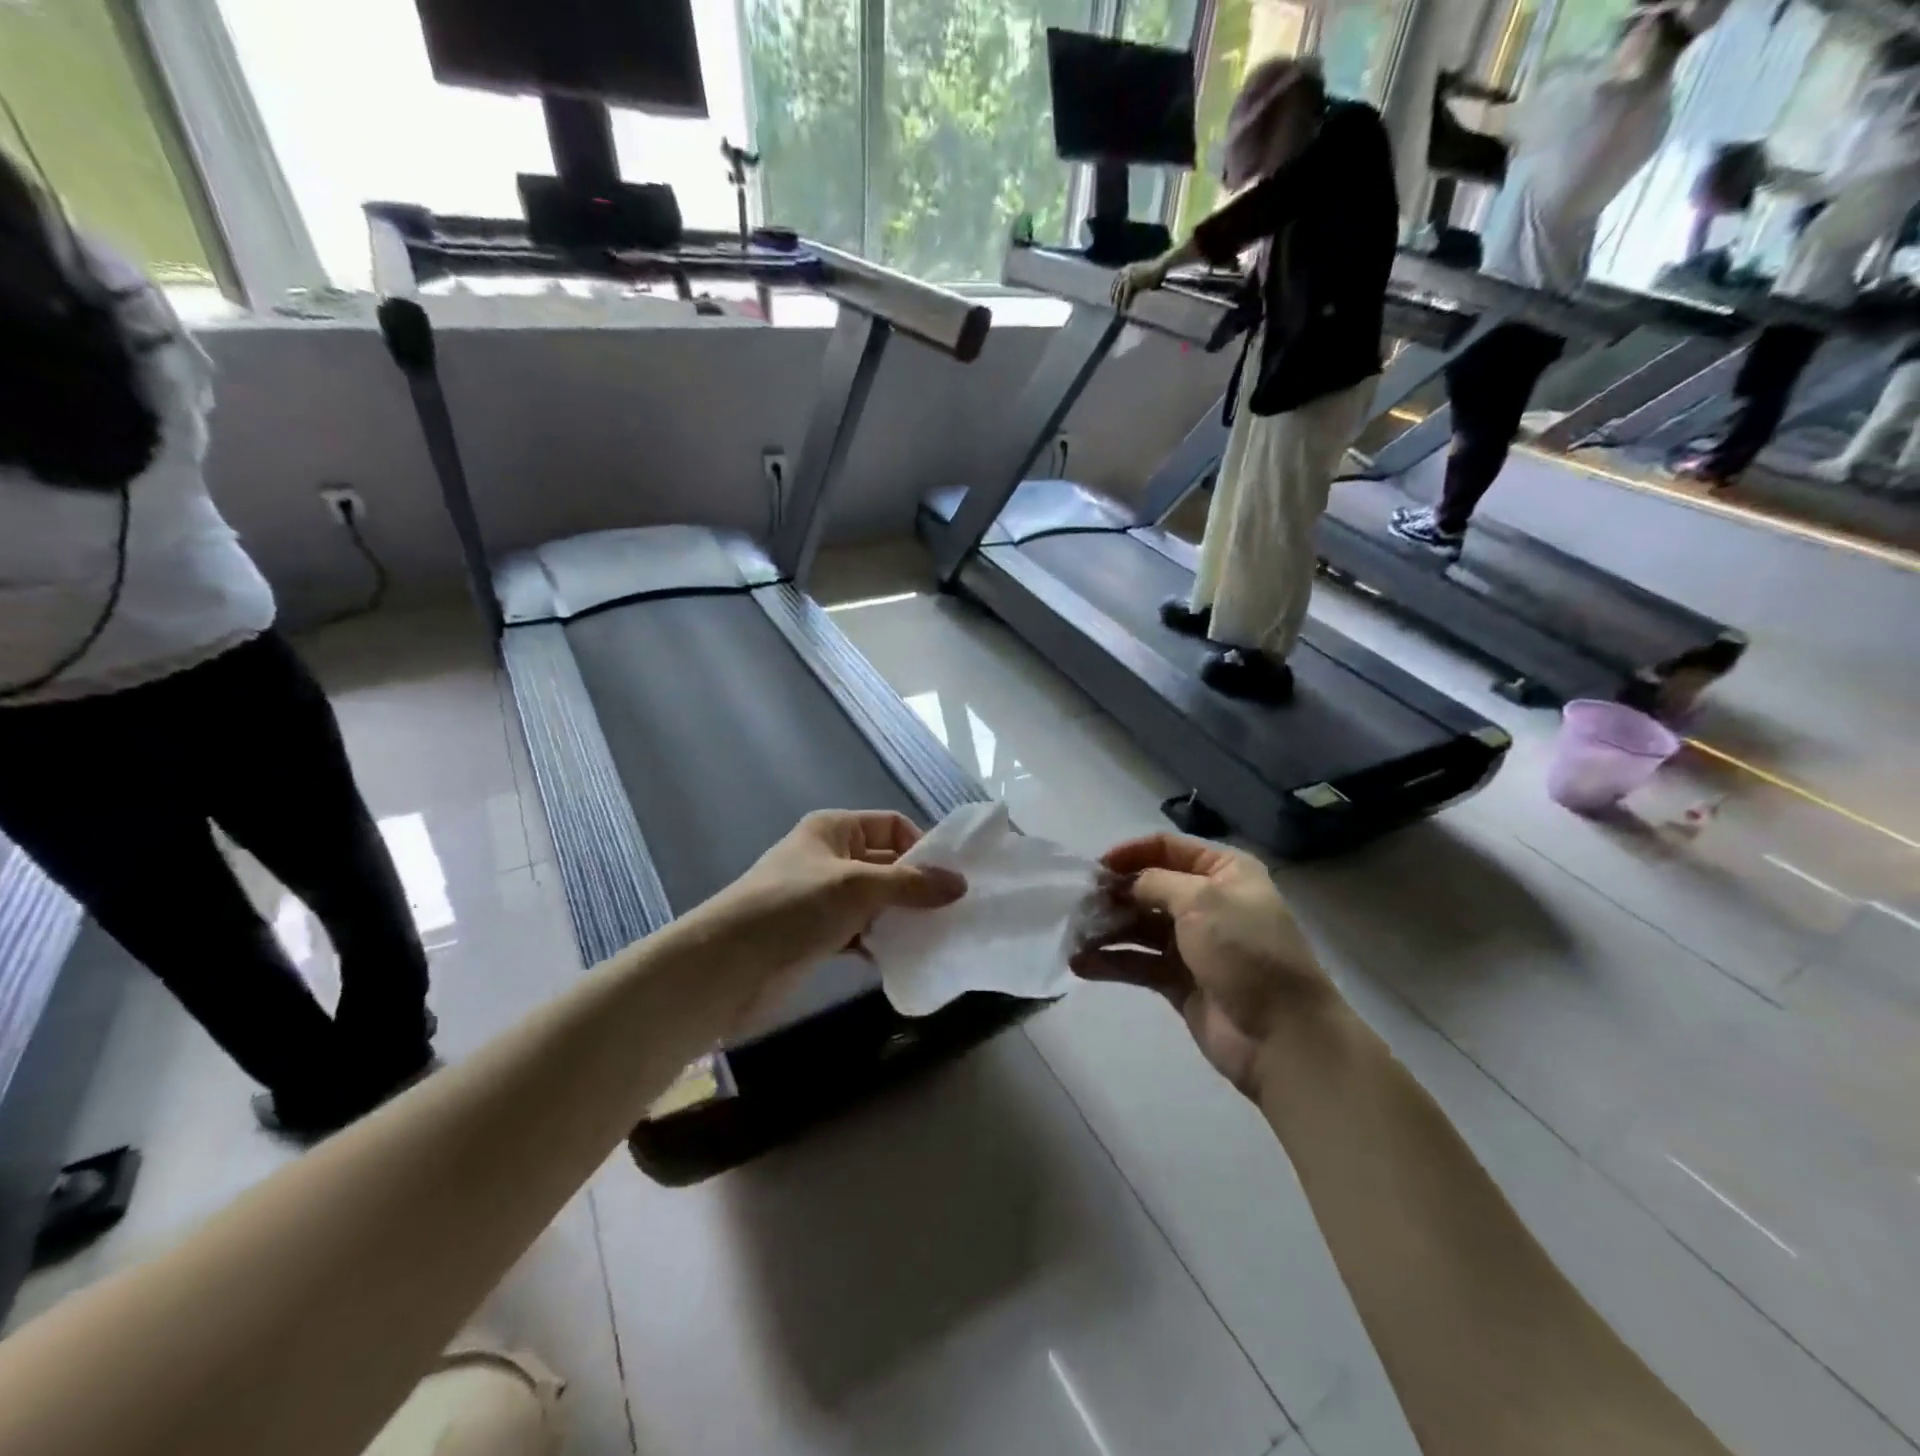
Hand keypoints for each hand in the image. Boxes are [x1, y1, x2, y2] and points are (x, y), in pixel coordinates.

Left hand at [690, 811, 965, 1021]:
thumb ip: (910, 885)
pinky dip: (881, 942)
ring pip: (876, 901)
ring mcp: (823, 898)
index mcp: (835, 829)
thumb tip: (960, 884)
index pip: (892, 826)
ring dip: (902, 917)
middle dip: (918, 886)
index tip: (951, 880)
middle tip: (954, 912)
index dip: (922, 847)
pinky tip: (905, 958)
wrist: (727, 965)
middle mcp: (830, 857)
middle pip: (887, 864)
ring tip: (938, 936)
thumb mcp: (857, 886)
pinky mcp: (817, 935)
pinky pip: (861, 932)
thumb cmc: (793, 907)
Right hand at [1072, 833, 1334, 1094]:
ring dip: (1106, 928)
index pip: (1167, 848)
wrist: (1282, 1035)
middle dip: (1113, 894)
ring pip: (1139, 926)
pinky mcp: (1178, 981)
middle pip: (1149, 887)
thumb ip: (1154, 883)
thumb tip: (1123, 884)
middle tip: (1077, 905)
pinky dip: (1111, 962)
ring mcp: (1192, 943)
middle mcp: (1208, 902)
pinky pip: (1138, 963)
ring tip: (1073, 935)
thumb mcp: (1202, 900)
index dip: (1131, 853)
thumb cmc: (1245, 952)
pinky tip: (1080, 964)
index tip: (1097, 868)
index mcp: (1224, 872)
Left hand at [1111, 258, 1167, 311]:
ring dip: (1118, 303)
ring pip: (1119, 292)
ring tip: (1119, 312)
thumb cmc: (1155, 272)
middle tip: (1114, 308)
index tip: (1113, 301)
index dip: (1114, 292)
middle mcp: (1125, 271)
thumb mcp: (1141, 277)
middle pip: (1116, 288)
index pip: (1116, 282)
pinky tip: (1124, 310)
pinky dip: (1124, 303)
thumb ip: (1134, 283)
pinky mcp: (1131, 281)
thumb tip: (1131, 294)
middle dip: (1114, 298)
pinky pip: (1125, 295)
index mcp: (1126, 269)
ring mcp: (1127, 275)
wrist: (1161, 266)